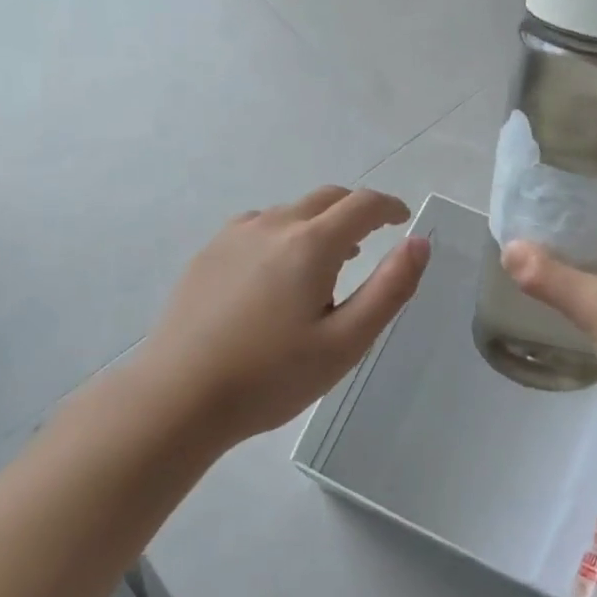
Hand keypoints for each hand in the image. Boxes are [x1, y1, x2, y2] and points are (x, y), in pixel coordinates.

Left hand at [131, 186, 429, 445]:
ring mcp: (234, 236)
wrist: (177, 398)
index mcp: (311, 244)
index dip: (390, 207)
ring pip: (291, 212)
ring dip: (319, 224)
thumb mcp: (345, 342)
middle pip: (327, 199)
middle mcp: (273, 225)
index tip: (403, 220)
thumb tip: (419, 242)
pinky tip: (277, 273)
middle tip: (372, 240)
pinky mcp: (208, 254)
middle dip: (356, 211)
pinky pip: (259, 226)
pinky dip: (284, 234)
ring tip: (329, 262)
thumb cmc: (270, 376)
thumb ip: (390, 288)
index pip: (363, 205)